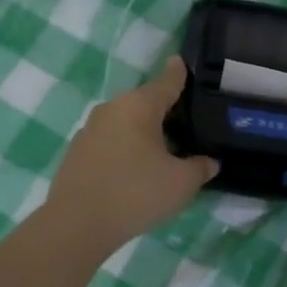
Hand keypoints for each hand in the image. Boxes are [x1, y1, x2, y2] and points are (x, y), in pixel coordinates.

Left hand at [44, 56, 218, 258]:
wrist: (77, 224)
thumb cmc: (136, 193)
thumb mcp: (181, 183)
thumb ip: (199, 168)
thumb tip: (209, 162)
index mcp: (138, 106)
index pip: (166, 82)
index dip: (178, 73)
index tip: (181, 62)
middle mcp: (112, 109)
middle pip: (143, 102)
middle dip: (163, 109)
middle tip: (184, 122)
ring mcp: (89, 130)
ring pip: (124, 122)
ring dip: (142, 131)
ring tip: (161, 149)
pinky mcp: (76, 152)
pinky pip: (109, 141)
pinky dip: (124, 148)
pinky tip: (134, 169)